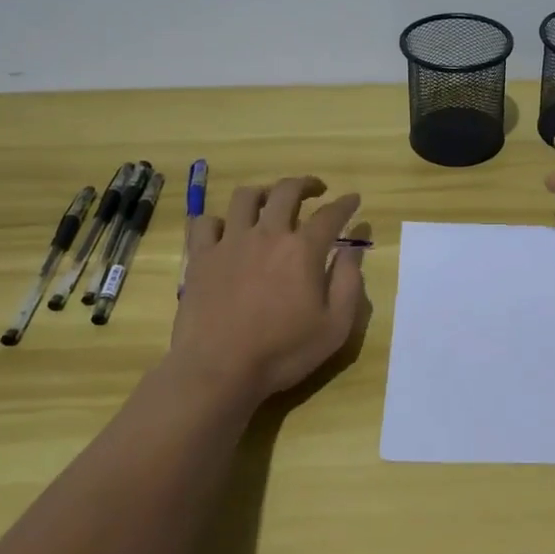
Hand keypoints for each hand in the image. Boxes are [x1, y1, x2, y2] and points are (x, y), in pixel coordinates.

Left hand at [165, 176, 367, 410]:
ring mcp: (229, 242)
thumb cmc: (283, 352)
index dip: (345, 204)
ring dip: (263, 193)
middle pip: (286, 192)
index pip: (330, 215)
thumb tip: (353, 250)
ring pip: (245, 197)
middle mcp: (267, 234)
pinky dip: (219, 220)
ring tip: (270, 201)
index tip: (354, 199)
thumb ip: (348, 282)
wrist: (218, 369)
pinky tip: (226, 231)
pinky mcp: (200, 257)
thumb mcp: (334, 326)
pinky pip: (206, 222)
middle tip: (315, 189)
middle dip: (305, 184)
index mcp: (302, 249)